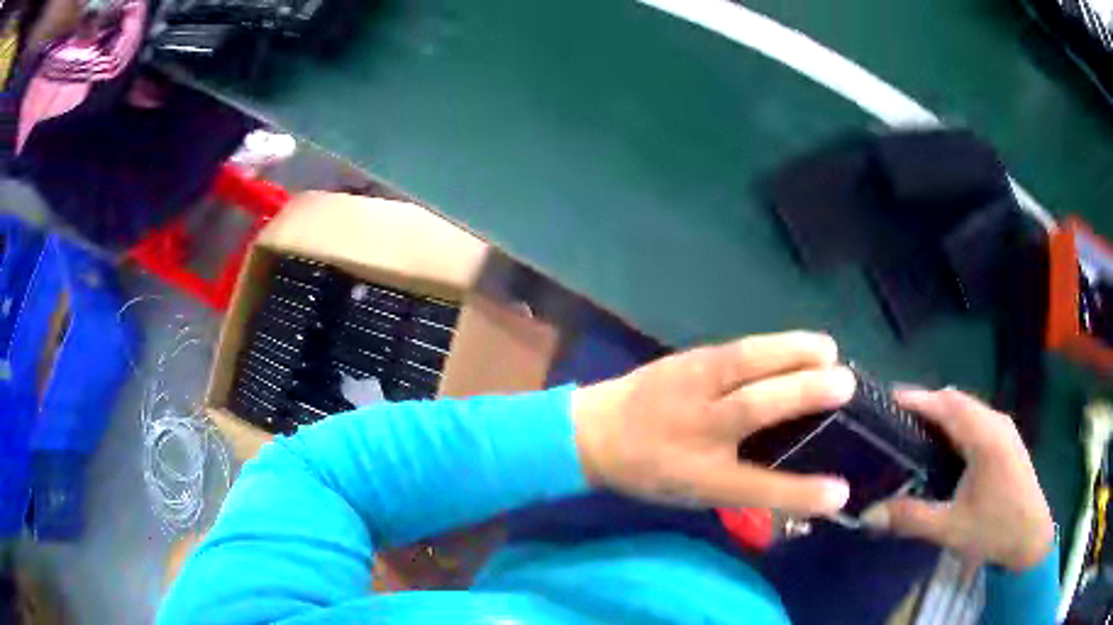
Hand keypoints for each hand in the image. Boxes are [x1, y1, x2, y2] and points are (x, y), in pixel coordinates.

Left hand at [570, 331, 855, 516]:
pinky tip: (797, 344)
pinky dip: (773, 345)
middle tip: (846, 385)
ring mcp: (687, 387)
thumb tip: (799, 482)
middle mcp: (694, 429)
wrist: (591, 431)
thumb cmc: (648, 471)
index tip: (840, 492)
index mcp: (696, 474)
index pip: (755, 487)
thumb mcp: (691, 494)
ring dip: (792, 353)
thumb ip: (742, 488)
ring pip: (745, 364)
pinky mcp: (685, 359)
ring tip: (830, 351)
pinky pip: (736, 349)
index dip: (798, 491)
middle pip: (754, 409)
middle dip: (803, 395)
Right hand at [862, 389, 1054, 570]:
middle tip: (895, 417)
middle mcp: (996, 423)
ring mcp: (1004, 430)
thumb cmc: (994, 530)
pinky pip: (976, 420)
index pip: (947, 404)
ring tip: (915, 429)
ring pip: (968, 409)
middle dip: (926, 403)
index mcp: (985, 437)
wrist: (1030, 539)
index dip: (917, 398)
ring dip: (942, 412)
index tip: (886, 399)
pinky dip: (955, 423)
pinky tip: (945, 446)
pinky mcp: (1007, 441)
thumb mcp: (951, 529)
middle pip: (957, 400)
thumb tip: (868, 514)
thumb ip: (911, 518)